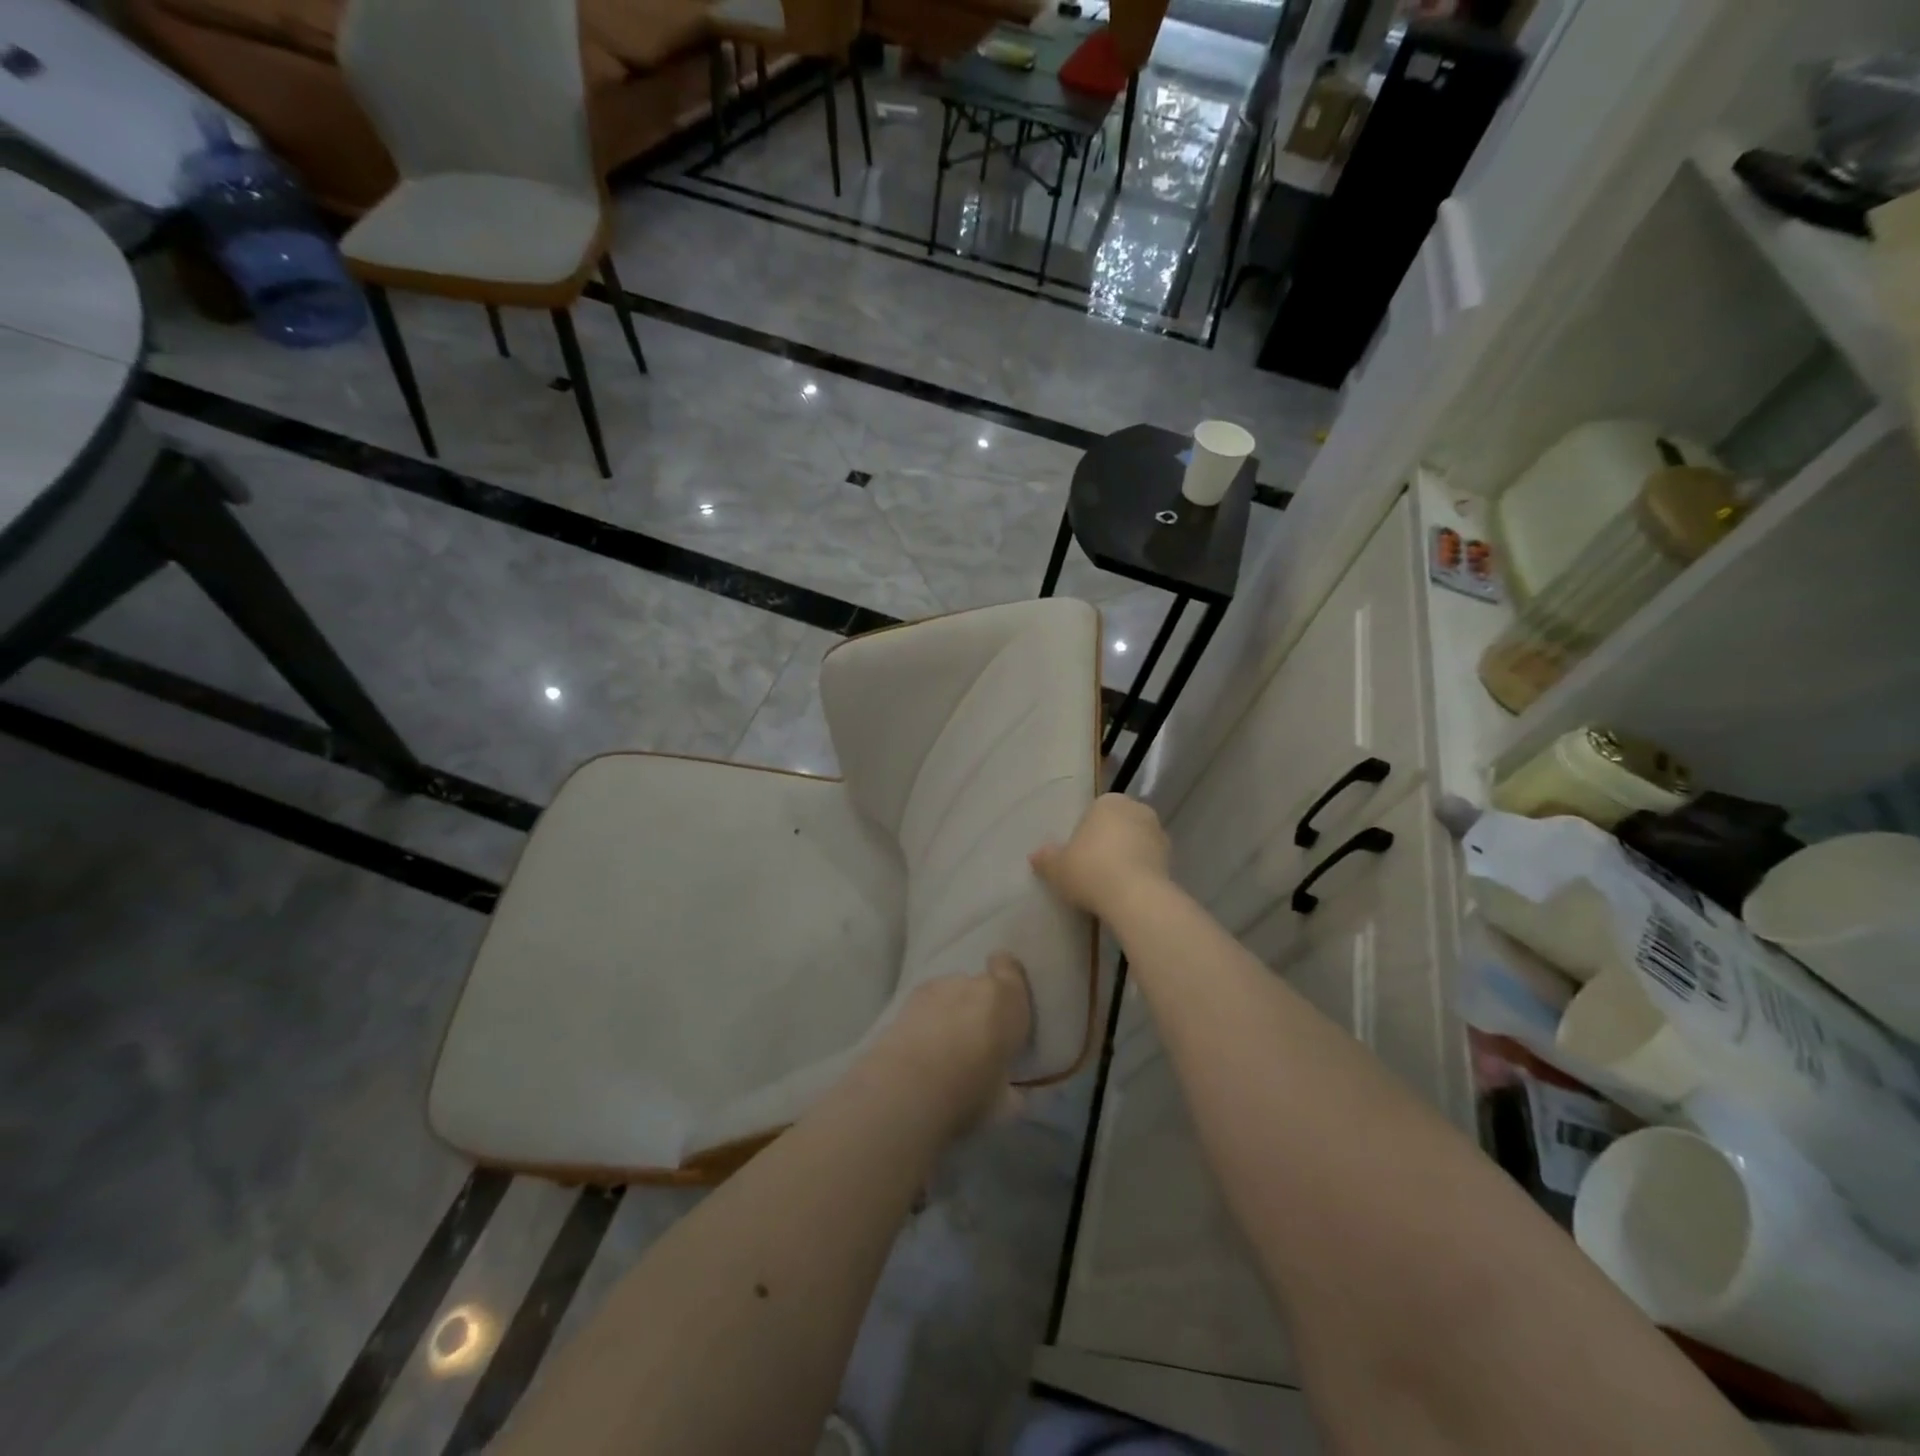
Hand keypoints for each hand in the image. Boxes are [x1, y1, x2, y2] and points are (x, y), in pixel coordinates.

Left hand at [868, 953, 1033, 1134]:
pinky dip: (926, 1018)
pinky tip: (920, 1046)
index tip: (1004, 1000)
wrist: (913, 1085)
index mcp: (1008, 1000)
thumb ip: (1011, 1088)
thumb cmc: (972, 1091)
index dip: (1006, 978)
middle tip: (974, 1041)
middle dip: (978, 1007)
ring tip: (942, 1046)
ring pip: (951, 993)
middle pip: (980, 986)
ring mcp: (939, 986)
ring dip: (951, 1011)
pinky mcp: (908, 998)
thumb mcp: (1005, 1103)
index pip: (1010, 968)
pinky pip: (927, 1003)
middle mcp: (975, 984)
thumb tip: (1011, 1092)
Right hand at [1029, 793, 1170, 919]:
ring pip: (1135, 843)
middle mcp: (1137, 810)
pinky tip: (1126, 892)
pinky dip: (1139, 873)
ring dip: (1126, 857)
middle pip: (1117, 826)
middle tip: (1092, 869)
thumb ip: (1046, 859)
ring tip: (1110, 884)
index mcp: (1109, 802)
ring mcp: (1158, 834)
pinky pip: (1148, 863)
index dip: (1084, 834)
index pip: (1094, 813)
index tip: (1077, 856)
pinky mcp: (1172, 859)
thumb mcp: (1057, 867)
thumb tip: (1036, 855)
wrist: (1135, 897)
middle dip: (1108, 843)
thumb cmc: (1091, 870)